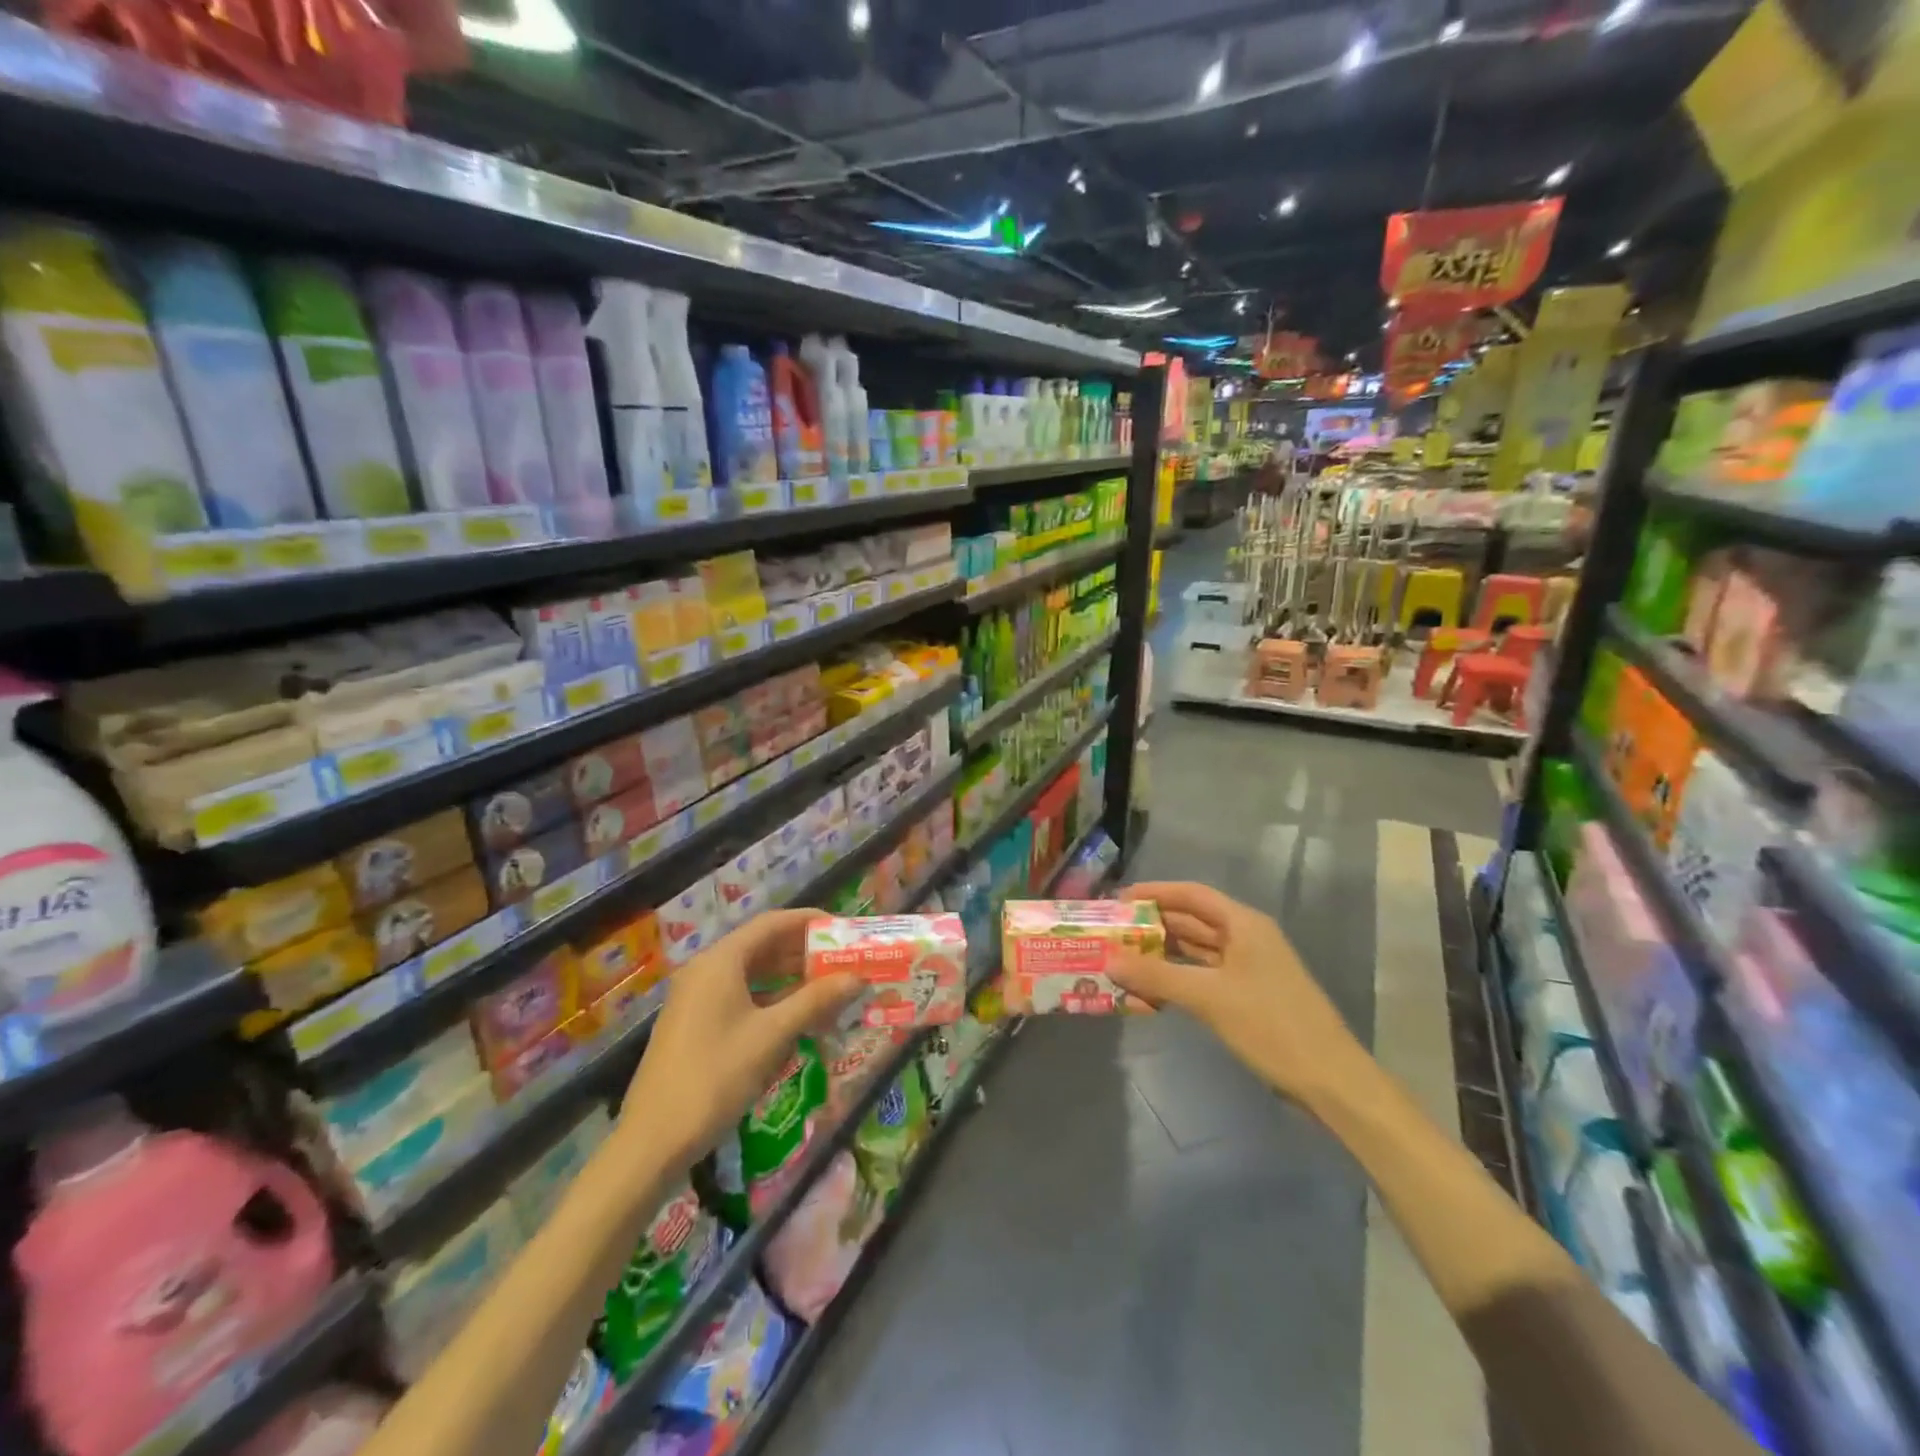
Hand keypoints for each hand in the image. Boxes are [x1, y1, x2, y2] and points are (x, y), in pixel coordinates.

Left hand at [622, 908, 860, 1164]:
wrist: (652, 1141)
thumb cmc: (715, 1077)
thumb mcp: (771, 1036)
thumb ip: (815, 1000)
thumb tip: (857, 977)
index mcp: (720, 961)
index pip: (772, 923)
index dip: (809, 921)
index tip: (842, 928)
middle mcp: (706, 970)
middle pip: (761, 946)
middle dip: (803, 951)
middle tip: (842, 960)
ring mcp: (697, 997)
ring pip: (751, 973)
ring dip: (789, 977)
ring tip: (827, 986)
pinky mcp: (695, 1023)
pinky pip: (740, 996)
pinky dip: (770, 999)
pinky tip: (796, 1016)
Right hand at [1111, 881, 1371, 1109]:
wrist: (1330, 1081)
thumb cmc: (1272, 1026)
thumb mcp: (1209, 998)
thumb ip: (1157, 977)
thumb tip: (1109, 961)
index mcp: (1244, 924)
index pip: (1191, 894)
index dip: (1154, 893)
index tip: (1118, 901)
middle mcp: (1246, 938)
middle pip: (1192, 922)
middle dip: (1153, 926)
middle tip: (1112, 933)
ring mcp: (1249, 968)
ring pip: (1196, 952)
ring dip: (1162, 956)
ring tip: (1122, 961)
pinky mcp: (1248, 996)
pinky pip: (1204, 977)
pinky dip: (1177, 980)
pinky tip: (1151, 991)